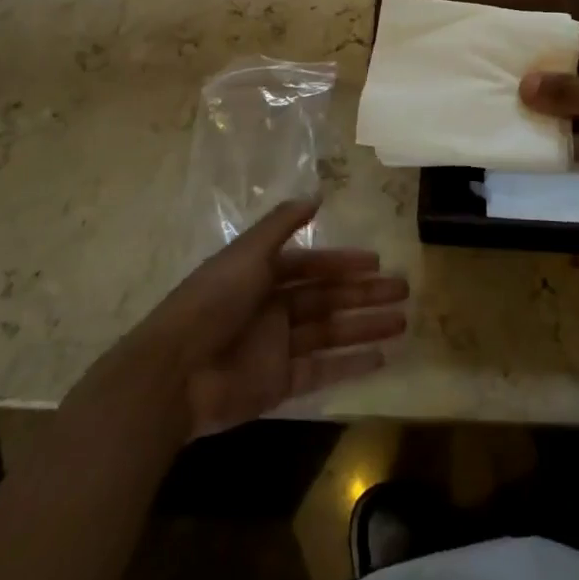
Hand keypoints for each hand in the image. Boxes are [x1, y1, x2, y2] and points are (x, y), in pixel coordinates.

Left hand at [129, 199, 408, 437]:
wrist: (174, 373)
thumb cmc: (213, 302)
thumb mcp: (247, 254)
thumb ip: (281, 224)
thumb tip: (316, 195)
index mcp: (263, 275)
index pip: (312, 266)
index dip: (344, 263)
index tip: (377, 262)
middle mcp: (273, 309)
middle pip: (328, 298)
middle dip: (365, 294)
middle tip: (404, 290)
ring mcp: (276, 348)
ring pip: (331, 332)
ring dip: (365, 326)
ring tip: (402, 321)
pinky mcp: (278, 384)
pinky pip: (321, 371)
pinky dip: (350, 364)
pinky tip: (381, 357)